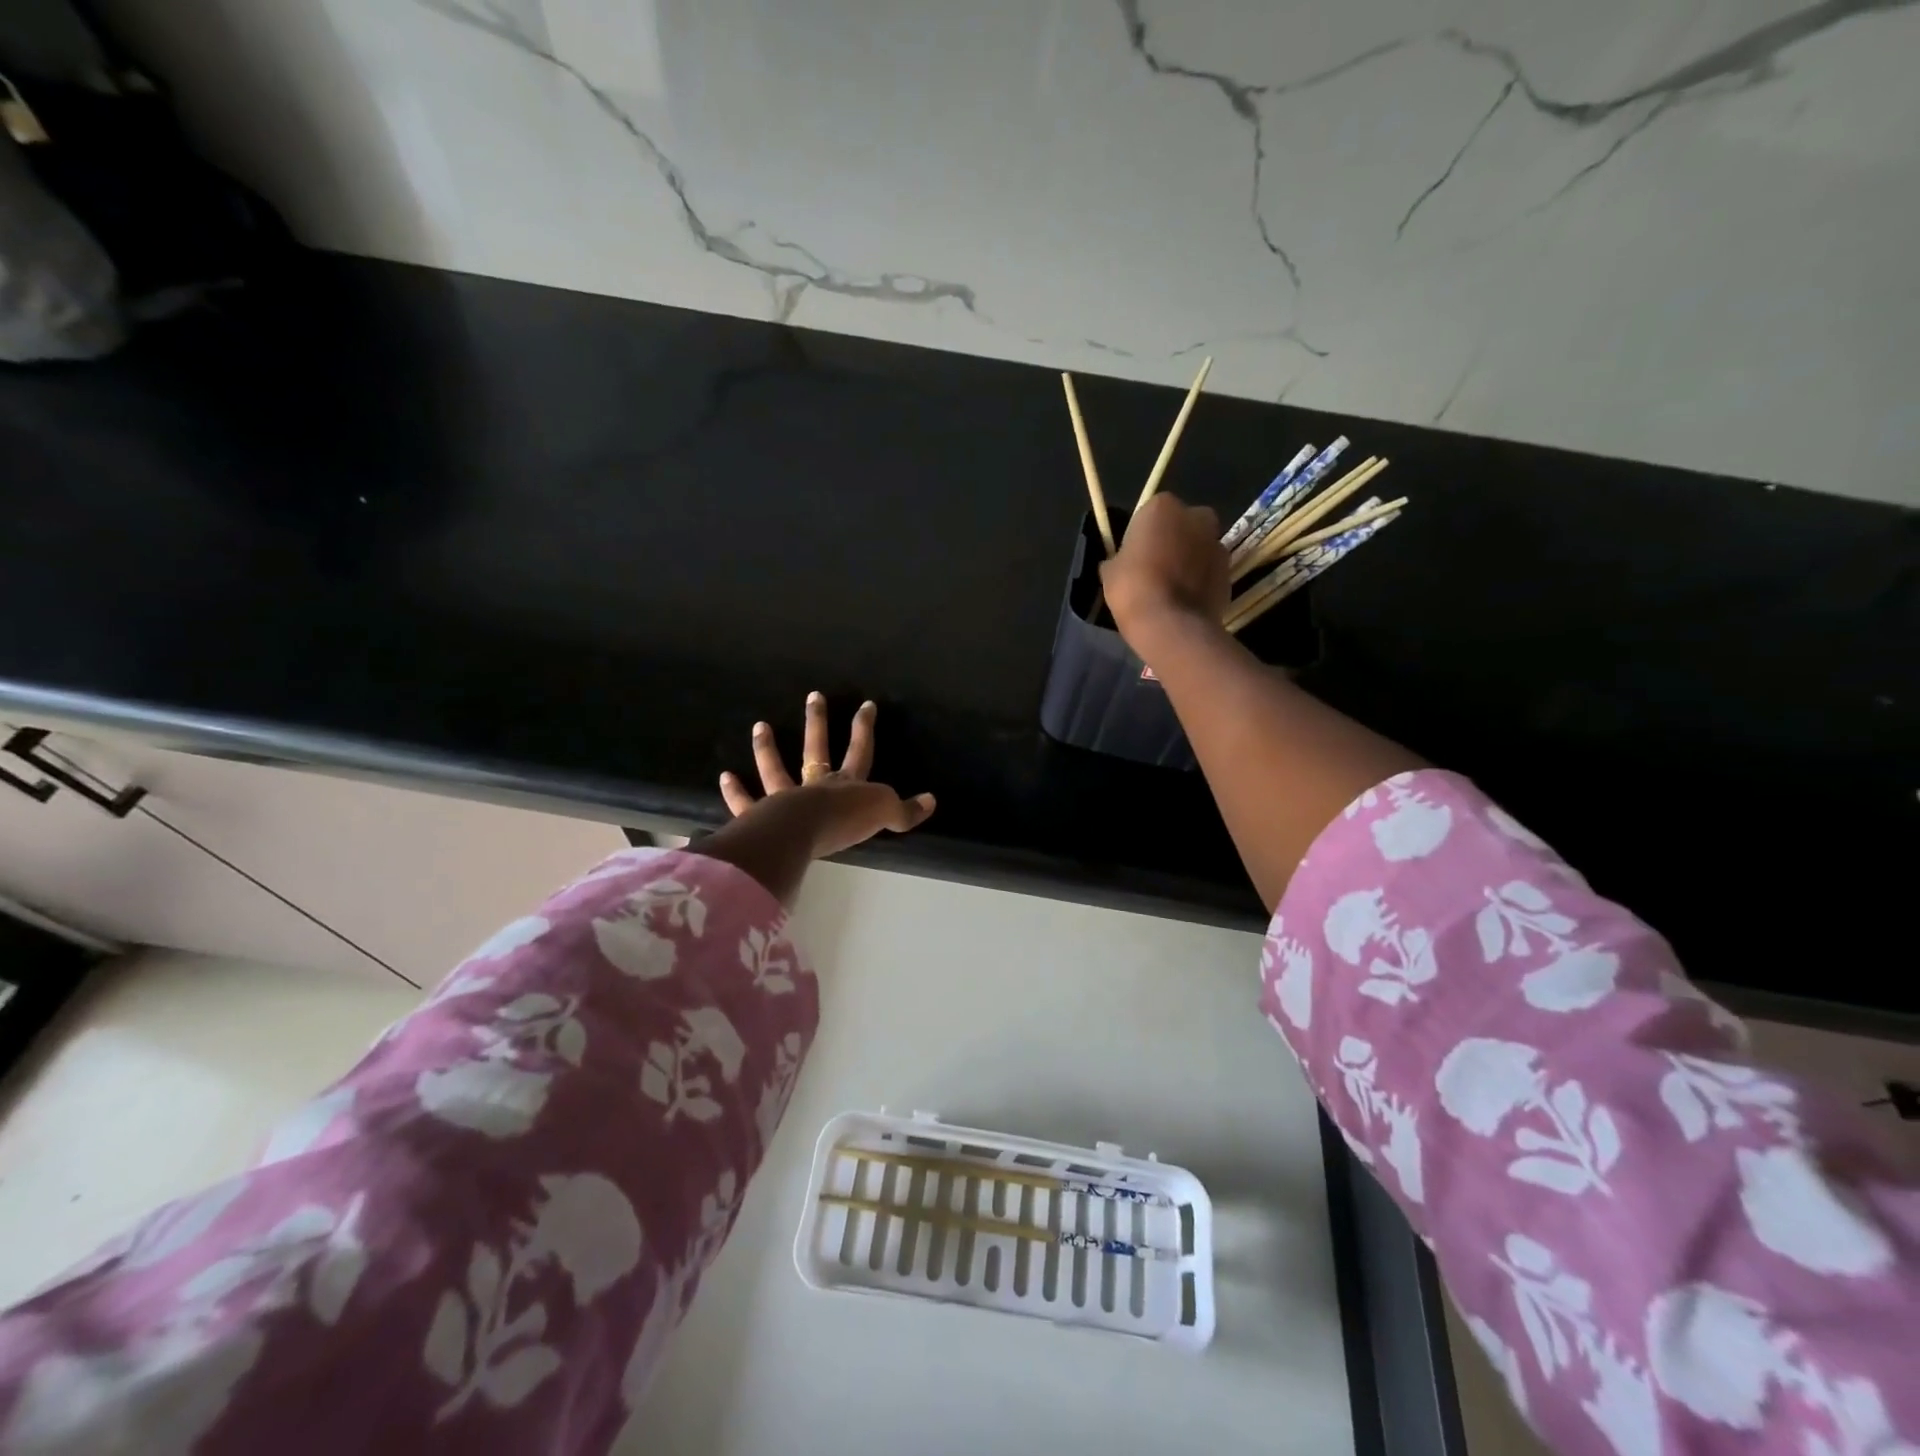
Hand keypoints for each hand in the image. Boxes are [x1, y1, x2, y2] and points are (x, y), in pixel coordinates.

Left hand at [719, 693, 935, 860]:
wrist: (804, 833)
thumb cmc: (845, 821)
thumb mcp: (884, 814)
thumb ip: (905, 811)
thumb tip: (931, 801)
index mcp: (847, 784)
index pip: (860, 750)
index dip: (864, 728)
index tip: (866, 704)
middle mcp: (816, 785)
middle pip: (817, 748)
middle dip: (817, 722)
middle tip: (813, 696)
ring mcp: (786, 798)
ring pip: (776, 768)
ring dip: (768, 748)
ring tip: (760, 726)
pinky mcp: (761, 815)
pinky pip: (746, 802)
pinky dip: (735, 792)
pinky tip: (725, 777)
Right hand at [1098, 493, 1228, 644]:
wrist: (1170, 624)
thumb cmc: (1133, 588)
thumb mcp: (1110, 571)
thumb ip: (1119, 558)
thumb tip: (1119, 563)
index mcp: (1163, 507)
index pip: (1151, 512)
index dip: (1143, 534)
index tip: (1134, 554)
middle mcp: (1196, 516)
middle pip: (1183, 523)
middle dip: (1174, 539)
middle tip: (1155, 567)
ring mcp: (1217, 544)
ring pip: (1200, 547)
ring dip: (1189, 560)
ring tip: (1171, 588)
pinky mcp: (1229, 571)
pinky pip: (1210, 571)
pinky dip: (1201, 581)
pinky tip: (1185, 601)